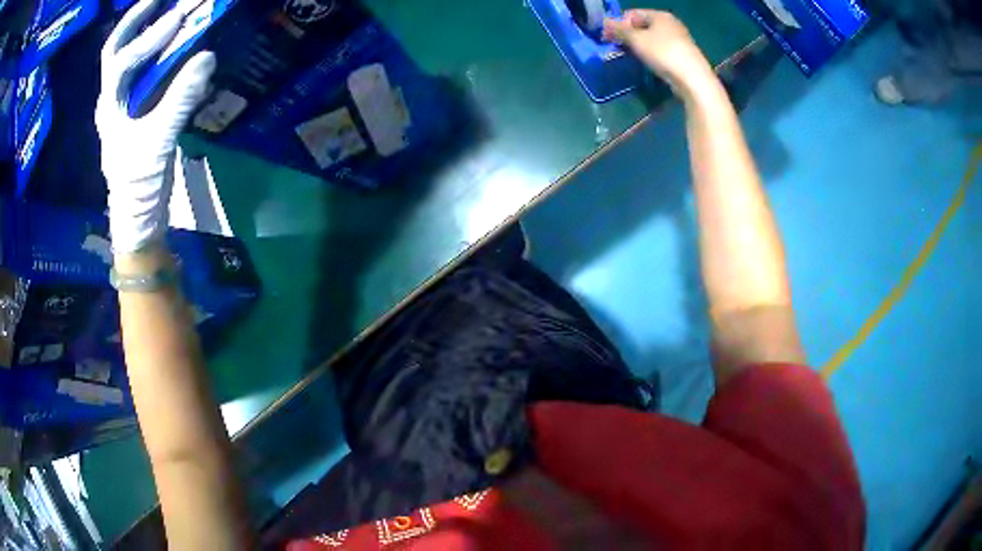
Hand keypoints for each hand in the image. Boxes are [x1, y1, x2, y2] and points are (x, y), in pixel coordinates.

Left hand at [97, 0, 215, 253]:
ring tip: (171, 8)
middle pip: (117, 49)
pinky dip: (160, 50)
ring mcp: (124, 103)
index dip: (148, 37)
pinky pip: (146, 70)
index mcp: (110, 106)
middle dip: (137, 19)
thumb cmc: (139, 183)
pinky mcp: (138, 110)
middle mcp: (113, 97)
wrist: (137, 215)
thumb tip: (207, 56)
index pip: (122, 60)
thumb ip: (180, 99)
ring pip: (131, 56)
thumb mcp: (158, 142)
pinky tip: (176, 41)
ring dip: (149, 30)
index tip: (177, 18)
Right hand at [603, 10, 714, 98]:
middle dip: (628, 36)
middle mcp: (671, 24)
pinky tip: (648, 64)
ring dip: (639, 46)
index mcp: (660, 15)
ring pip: (651, 39)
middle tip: (618, 48)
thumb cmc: (663, 53)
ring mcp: (679, 40)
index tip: (609, 38)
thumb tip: (604, 22)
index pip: (632, 14)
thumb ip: (618, 30)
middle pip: (642, 26)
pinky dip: (651, 55)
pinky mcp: (683, 55)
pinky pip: (661, 50)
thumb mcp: (636, 39)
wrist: (693, 79)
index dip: (618, 24)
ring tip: (631, 57)